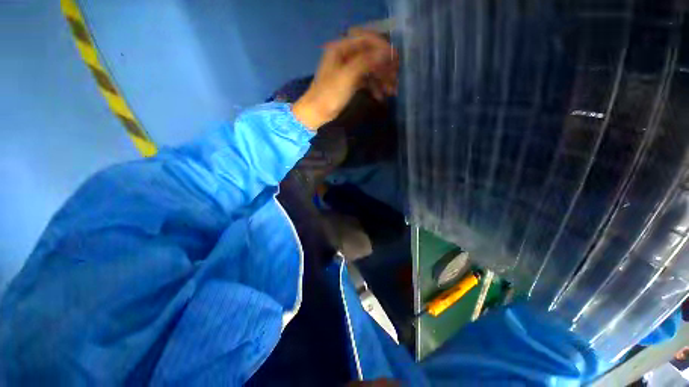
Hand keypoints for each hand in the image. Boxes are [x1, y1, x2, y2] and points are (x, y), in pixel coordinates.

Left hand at [292, 30, 398, 129]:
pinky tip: (381, 96)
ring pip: (370, 69)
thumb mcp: (347, 76)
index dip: (381, 47)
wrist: (317, 112)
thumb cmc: (329, 94)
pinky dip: (374, 87)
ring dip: (382, 79)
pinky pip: (366, 81)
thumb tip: (386, 52)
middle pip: (370, 55)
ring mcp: (348, 70)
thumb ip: (366, 61)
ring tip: (392, 90)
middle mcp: (345, 56)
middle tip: (396, 76)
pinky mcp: (350, 83)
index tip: (394, 57)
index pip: (365, 40)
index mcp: (341, 48)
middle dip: (384, 66)